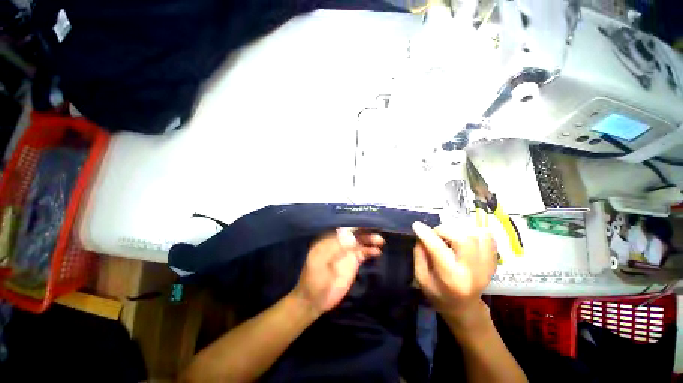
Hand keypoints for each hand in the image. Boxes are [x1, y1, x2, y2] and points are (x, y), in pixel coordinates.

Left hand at [293, 228, 384, 314]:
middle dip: (364, 231)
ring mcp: (346, 253)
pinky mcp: (353, 263)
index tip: (366, 222)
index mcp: (328, 240)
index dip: (354, 225)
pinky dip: (370, 251)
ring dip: (369, 240)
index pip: (343, 229)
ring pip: (360, 243)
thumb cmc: (314, 279)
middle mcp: (339, 244)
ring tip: (380, 241)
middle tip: (376, 230)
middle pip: (354, 234)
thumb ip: (335, 248)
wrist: (315, 300)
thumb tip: (351, 236)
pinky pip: (363, 254)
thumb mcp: (320, 261)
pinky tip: (377, 252)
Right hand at [412, 221, 496, 325]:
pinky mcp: (493, 263)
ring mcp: (486, 267)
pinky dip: (475, 233)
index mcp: (450, 278)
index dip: (427, 235)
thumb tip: (421, 236)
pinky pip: (489, 239)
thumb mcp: (421, 278)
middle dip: (444, 230)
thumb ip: (419, 255)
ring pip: (478, 236)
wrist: (464, 309)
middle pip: (463, 239)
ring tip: (449, 237)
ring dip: (459, 231)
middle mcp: (472, 272)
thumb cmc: (438, 294)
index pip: (438, 250)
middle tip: (436, 234)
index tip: (417, 225)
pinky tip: (465, 237)